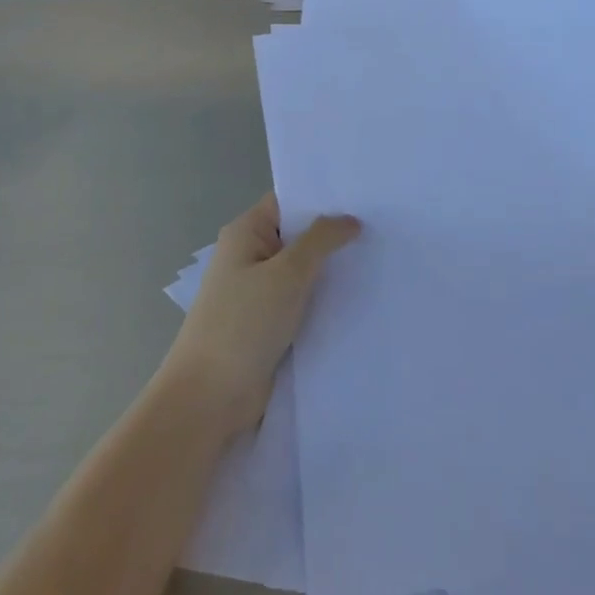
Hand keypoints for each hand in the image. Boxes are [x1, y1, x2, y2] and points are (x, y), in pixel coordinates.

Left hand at [162, 195, 359, 437]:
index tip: (365, 195)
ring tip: (383, 257)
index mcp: (246, 233)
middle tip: (385, 225)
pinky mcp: (270, 324)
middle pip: (299, 235)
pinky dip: (327, 299)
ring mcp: (260, 292)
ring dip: (334, 270)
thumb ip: (321, 240)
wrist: (210, 398)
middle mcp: (251, 256)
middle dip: (336, 233)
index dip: (323, 197)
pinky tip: (362, 296)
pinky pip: (304, 301)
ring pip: (305, 271)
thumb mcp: (287, 273)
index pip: (289, 202)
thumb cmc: (243, 324)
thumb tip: (350, 219)